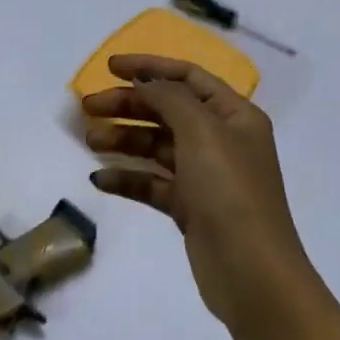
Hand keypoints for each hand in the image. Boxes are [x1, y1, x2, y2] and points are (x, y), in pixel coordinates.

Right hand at [81, 54, 317, 331]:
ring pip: (156, 146)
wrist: (251, 272)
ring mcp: (205, 175)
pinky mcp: (190, 207)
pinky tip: (99, 179)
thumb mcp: (202, 132)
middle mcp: (221, 140)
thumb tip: (147, 83)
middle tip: (88, 107)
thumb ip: (170, 98)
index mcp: (234, 115)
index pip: (187, 77)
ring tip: (90, 140)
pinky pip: (152, 182)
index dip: (149, 67)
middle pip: (167, 110)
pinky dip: (127, 177)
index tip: (110, 67)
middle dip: (127, 105)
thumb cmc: (230, 191)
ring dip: (123, 139)